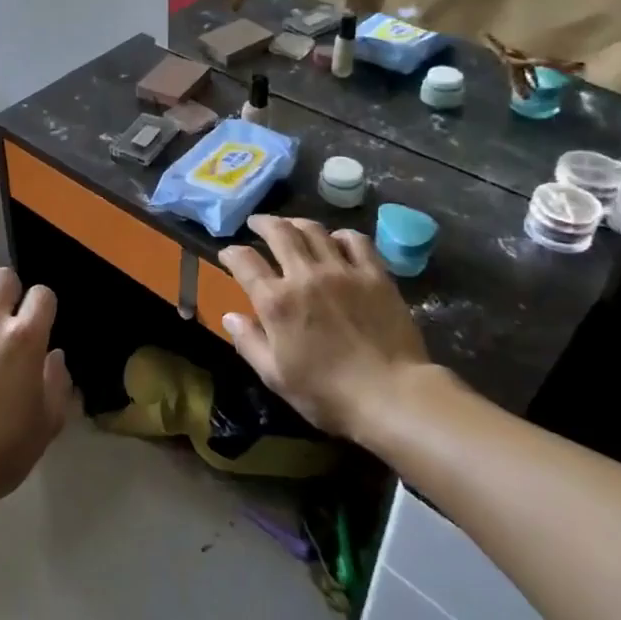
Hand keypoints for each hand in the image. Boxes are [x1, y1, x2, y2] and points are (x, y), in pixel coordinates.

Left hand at [0, 267, 72, 509]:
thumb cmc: (2, 451)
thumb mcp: (47, 424)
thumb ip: (57, 383)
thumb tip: (54, 356)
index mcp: (25, 338)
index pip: (42, 294)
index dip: (44, 307)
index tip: (39, 325)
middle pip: (3, 277)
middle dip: (9, 292)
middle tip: (6, 318)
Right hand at [217, 215, 433, 447]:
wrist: (393, 396)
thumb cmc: (327, 393)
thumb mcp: (276, 376)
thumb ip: (249, 342)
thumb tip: (229, 316)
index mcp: (276, 301)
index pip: (244, 261)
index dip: (231, 253)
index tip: (228, 253)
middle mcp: (305, 276)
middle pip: (279, 232)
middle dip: (262, 223)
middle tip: (257, 223)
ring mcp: (342, 271)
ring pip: (314, 230)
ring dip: (297, 223)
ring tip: (291, 226)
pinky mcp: (374, 275)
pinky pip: (356, 241)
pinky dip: (341, 235)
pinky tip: (337, 241)